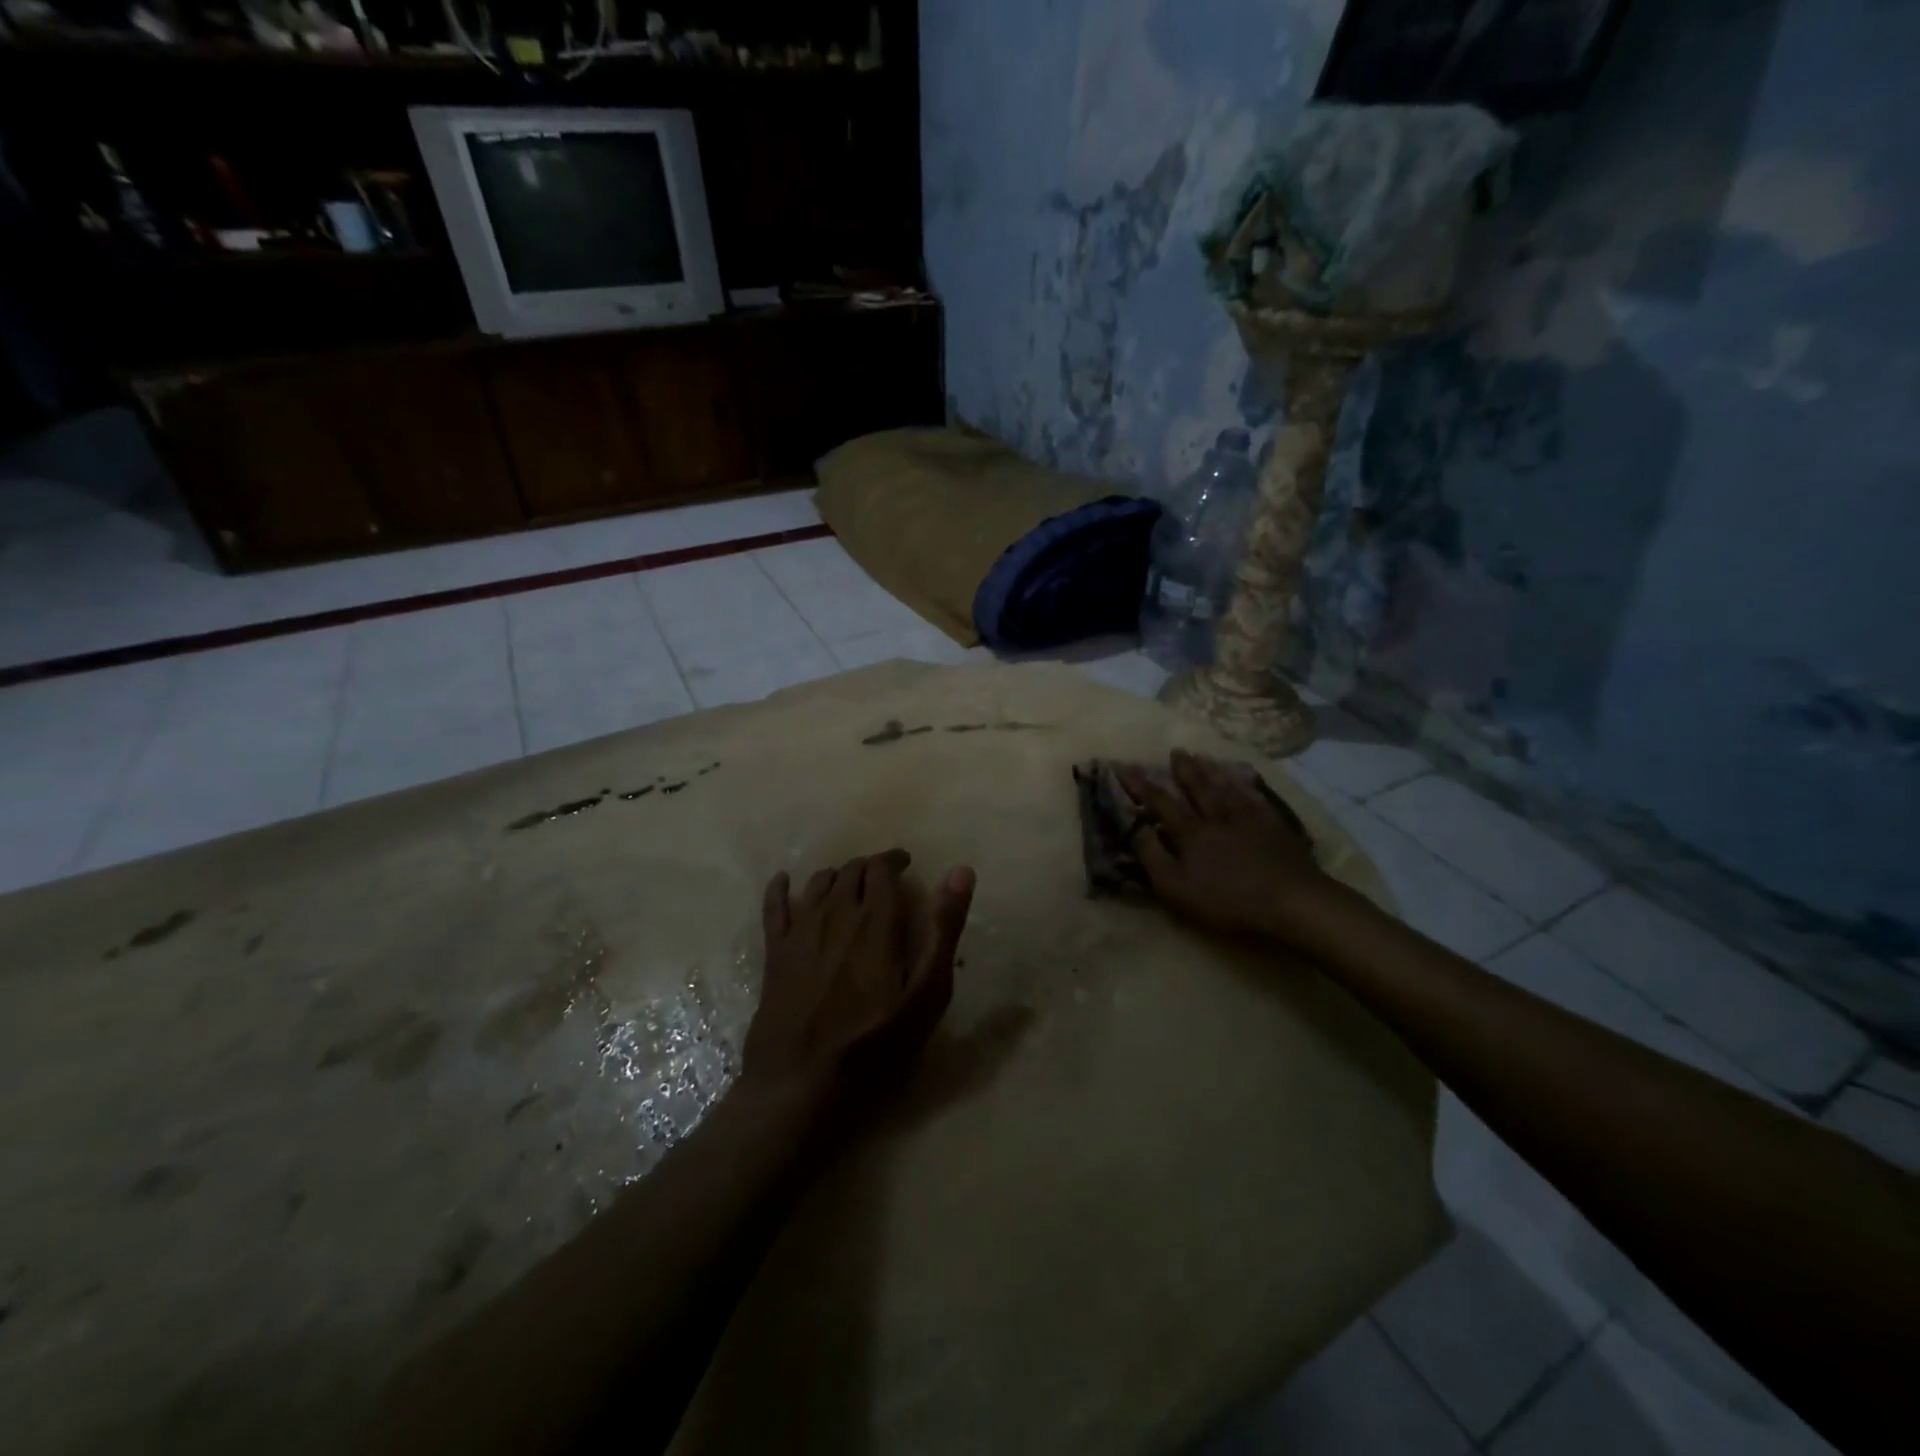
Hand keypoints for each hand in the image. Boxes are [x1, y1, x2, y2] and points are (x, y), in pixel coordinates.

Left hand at [743, 850, 976, 1117]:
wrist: (800, 1085)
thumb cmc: (874, 1045)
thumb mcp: (926, 994)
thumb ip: (944, 930)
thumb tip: (962, 871)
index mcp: (875, 921)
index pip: (882, 868)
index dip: (894, 860)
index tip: (905, 865)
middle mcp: (836, 914)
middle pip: (851, 871)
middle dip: (869, 868)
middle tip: (883, 880)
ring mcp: (800, 932)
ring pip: (818, 883)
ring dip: (837, 876)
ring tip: (848, 887)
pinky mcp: (774, 954)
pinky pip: (773, 907)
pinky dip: (779, 888)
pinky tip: (783, 881)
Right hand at [1116, 750, 1331, 941]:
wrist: (1292, 900)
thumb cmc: (1227, 900)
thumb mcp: (1176, 888)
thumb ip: (1152, 857)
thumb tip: (1134, 828)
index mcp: (1190, 832)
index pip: (1159, 801)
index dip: (1139, 784)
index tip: (1123, 766)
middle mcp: (1217, 816)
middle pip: (1197, 786)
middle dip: (1183, 769)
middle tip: (1175, 751)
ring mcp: (1249, 818)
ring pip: (1226, 786)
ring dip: (1212, 770)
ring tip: (1202, 756)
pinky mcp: (1274, 826)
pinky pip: (1255, 797)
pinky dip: (1245, 784)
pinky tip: (1243, 779)